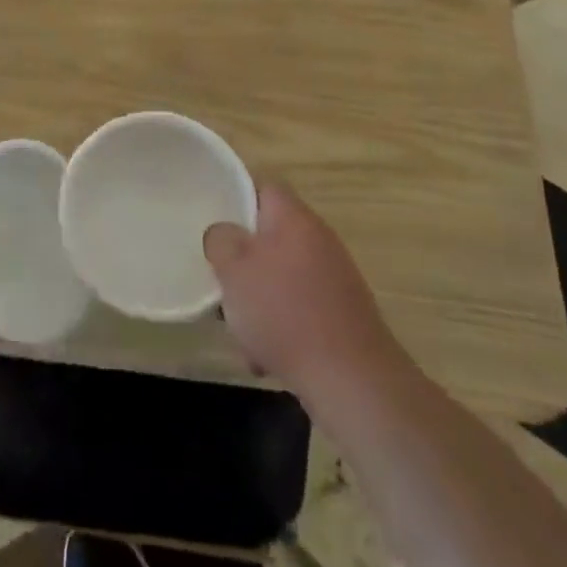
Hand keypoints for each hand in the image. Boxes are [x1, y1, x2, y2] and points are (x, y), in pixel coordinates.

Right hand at [205, 181, 396, 401]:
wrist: (352, 379)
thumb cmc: (285, 313)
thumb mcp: (234, 270)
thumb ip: (221, 240)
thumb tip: (225, 234)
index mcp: (294, 218)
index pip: (263, 187)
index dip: (236, 199)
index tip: (214, 224)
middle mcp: (319, 239)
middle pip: (270, 237)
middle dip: (243, 263)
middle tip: (223, 284)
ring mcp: (335, 278)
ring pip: (281, 277)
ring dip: (259, 301)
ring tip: (242, 334)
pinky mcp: (343, 314)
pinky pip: (300, 308)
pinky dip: (282, 326)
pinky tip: (267, 359)